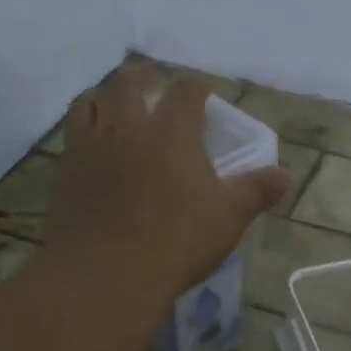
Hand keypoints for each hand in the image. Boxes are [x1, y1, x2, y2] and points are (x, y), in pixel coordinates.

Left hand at [46, 67, 289, 299]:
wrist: (106, 273)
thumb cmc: (177, 240)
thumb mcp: (228, 217)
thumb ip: (256, 191)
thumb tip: (284, 177)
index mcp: (172, 132)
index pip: (185, 93)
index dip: (195, 88)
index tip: (201, 92)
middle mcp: (128, 128)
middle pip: (128, 85)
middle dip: (142, 76)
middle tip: (150, 77)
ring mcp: (91, 148)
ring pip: (90, 103)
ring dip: (103, 94)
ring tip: (111, 98)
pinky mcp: (65, 173)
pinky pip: (70, 135)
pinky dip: (82, 127)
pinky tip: (88, 140)